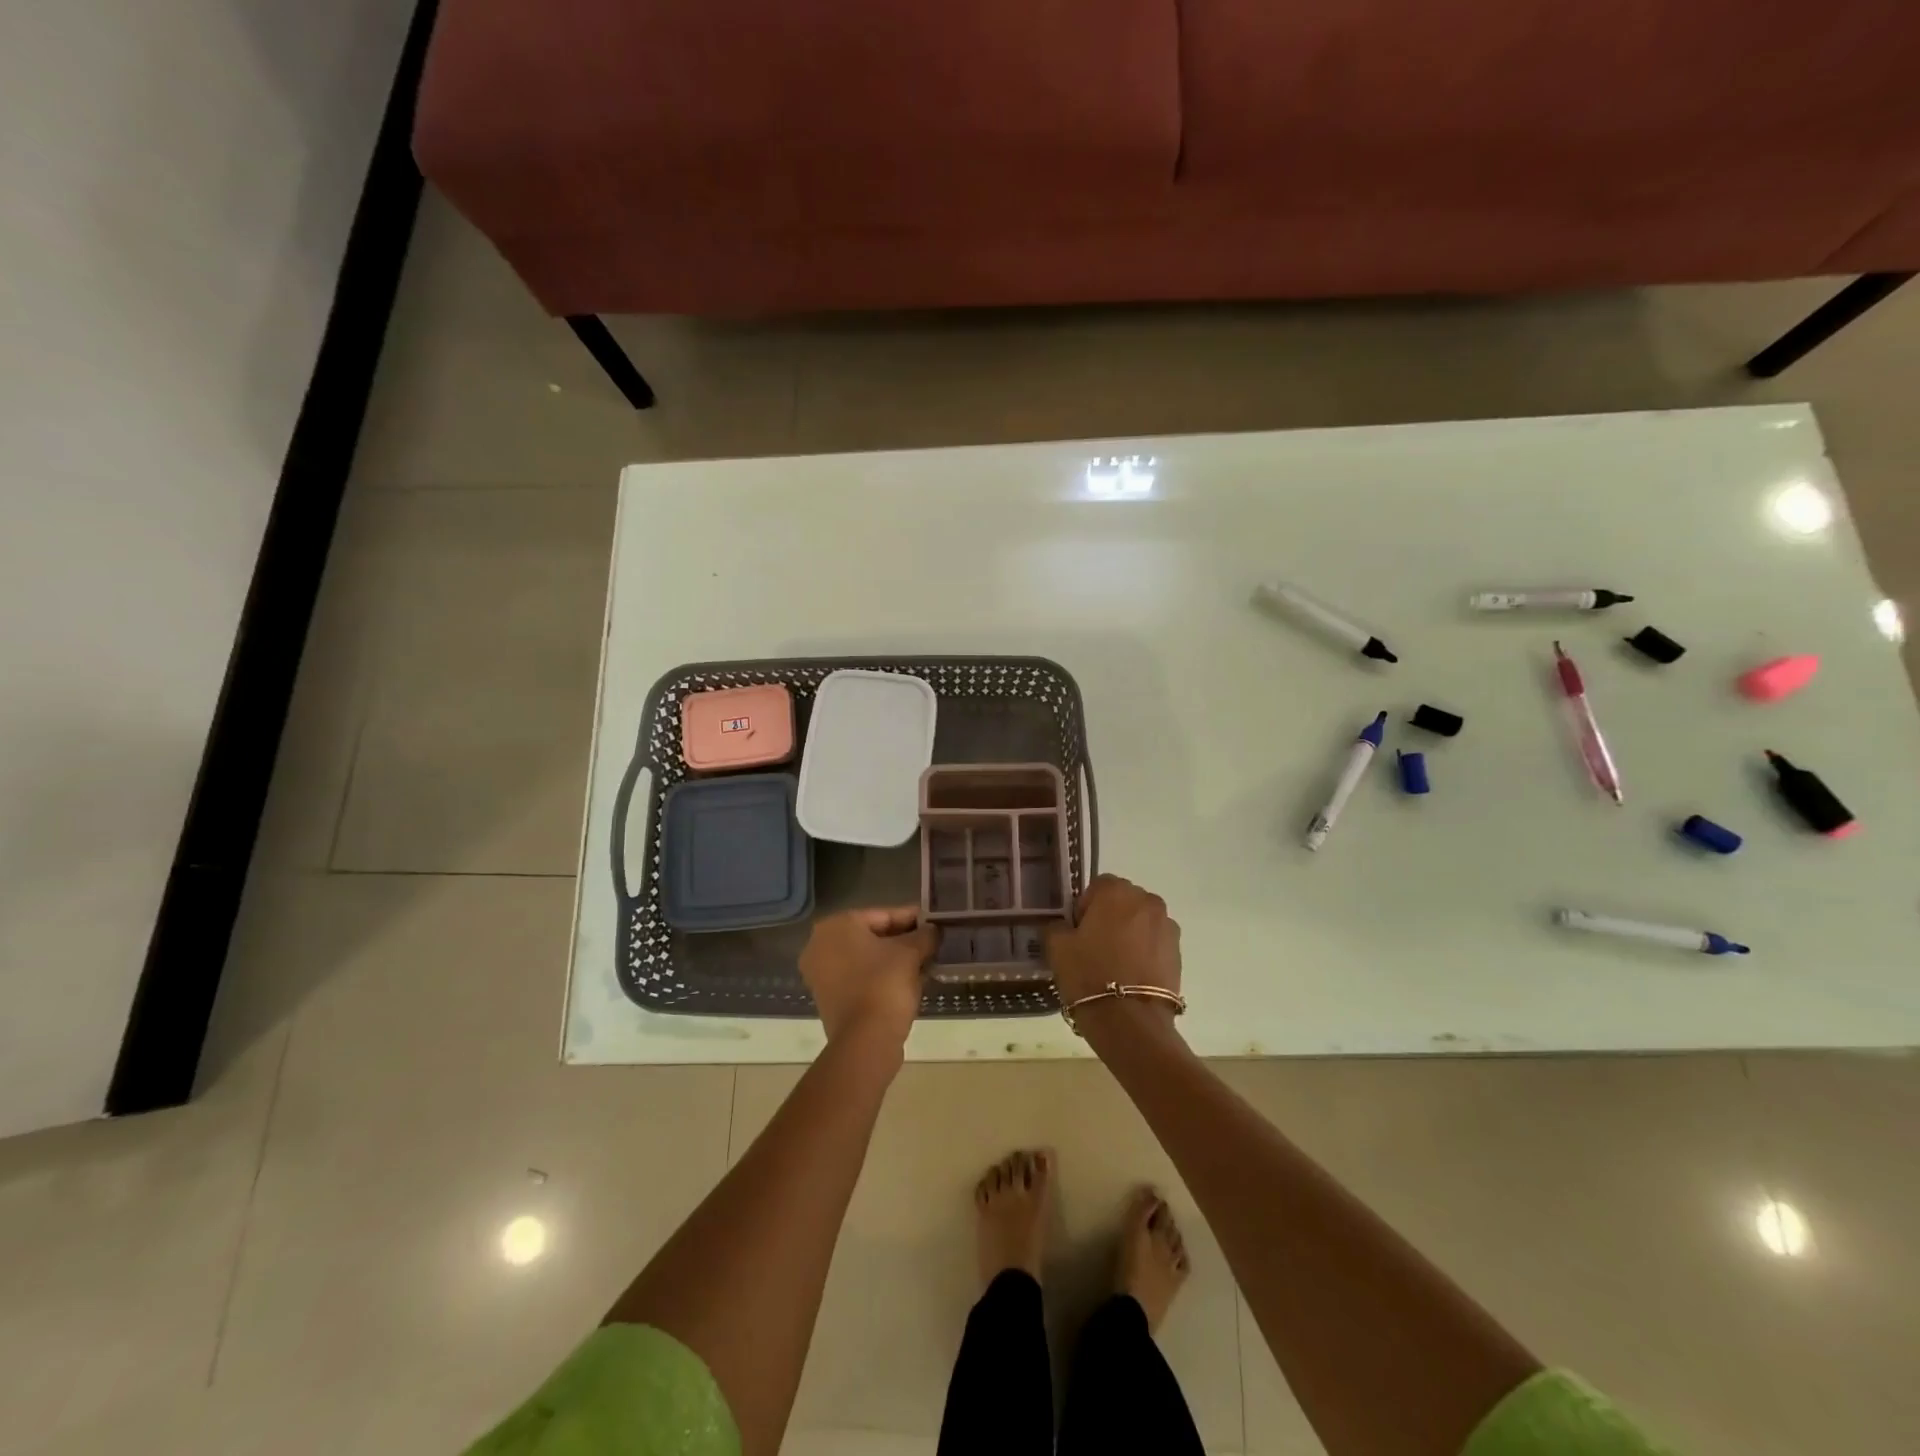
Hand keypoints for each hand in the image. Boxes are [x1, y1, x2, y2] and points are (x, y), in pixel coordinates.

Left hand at [798, 906, 936, 1052]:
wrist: (866, 1040)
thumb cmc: (885, 984)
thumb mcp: (911, 953)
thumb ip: (924, 935)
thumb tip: (933, 930)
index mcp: (836, 926)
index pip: (882, 915)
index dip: (912, 918)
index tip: (934, 922)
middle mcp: (820, 945)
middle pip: (872, 936)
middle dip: (903, 940)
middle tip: (931, 942)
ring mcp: (821, 974)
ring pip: (866, 958)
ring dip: (894, 959)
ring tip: (925, 961)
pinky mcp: (828, 999)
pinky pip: (860, 978)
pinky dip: (881, 976)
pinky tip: (909, 980)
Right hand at [1045, 874, 1181, 1015]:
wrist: (1131, 1021)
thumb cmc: (1089, 974)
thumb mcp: (1057, 947)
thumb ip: (1057, 926)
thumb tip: (1064, 926)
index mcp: (1116, 891)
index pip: (1097, 887)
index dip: (1084, 908)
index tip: (1077, 933)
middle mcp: (1147, 900)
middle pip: (1123, 901)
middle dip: (1109, 917)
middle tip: (1094, 947)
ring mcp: (1167, 926)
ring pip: (1141, 922)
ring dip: (1130, 934)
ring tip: (1116, 964)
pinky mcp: (1178, 952)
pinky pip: (1155, 943)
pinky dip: (1144, 952)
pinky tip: (1131, 976)